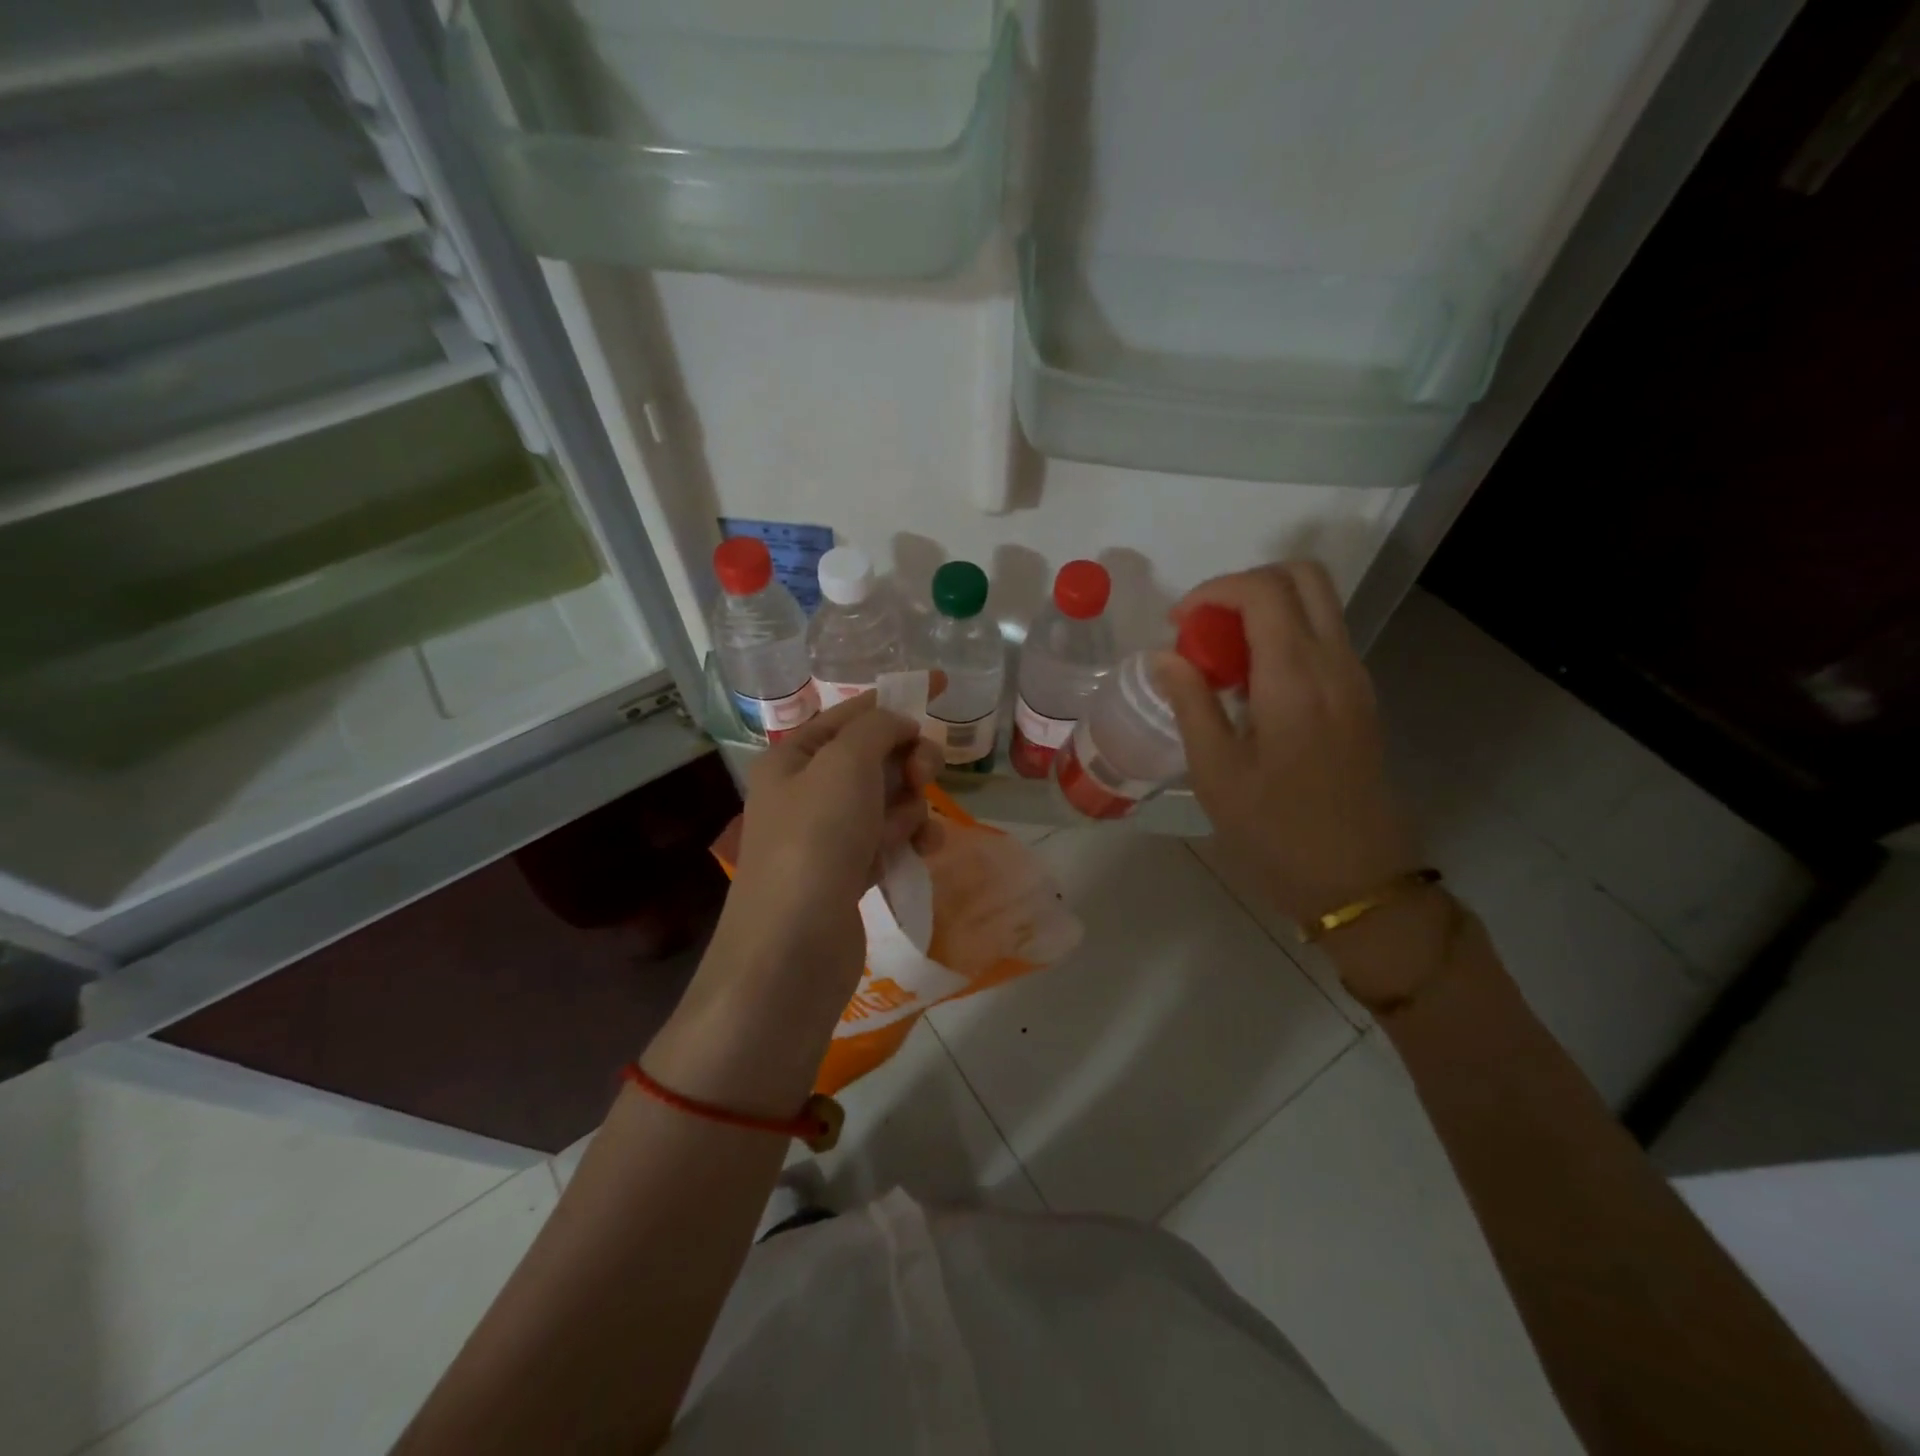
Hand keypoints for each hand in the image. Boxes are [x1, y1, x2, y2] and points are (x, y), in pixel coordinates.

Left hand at [720, 691, 942, 996]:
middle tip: (925, 774)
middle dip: (907, 761)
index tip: (944, 684)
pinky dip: (908, 838)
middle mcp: (806, 793)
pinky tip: (925, 849)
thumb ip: (878, 729)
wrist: (792, 947)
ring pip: (887, 800)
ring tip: (917, 827)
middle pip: (874, 757)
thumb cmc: (815, 840)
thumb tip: (901, 724)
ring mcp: (826, 836)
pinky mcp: (847, 873)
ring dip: (911, 806)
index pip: (851, 713)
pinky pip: (888, 839)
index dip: (897, 697)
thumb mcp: (845, 764)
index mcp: (793, 758)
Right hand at [1156, 562, 1419, 929]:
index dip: (1212, 591)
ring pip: (1317, 603)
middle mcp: (1334, 664)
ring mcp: (1354, 679)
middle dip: (1244, 585)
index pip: (1262, 591)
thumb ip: (1191, 704)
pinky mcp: (1359, 698)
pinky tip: (1250, 684)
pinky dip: (1283, 634)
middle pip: (1302, 576)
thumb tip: (1165, 657)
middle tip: (1202, 625)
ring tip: (1219, 656)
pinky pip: (1323, 637)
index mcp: (1295, 679)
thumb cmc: (1276, 833)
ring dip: (1265, 608)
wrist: (1358, 881)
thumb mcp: (1217, 774)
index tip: (1176, 625)